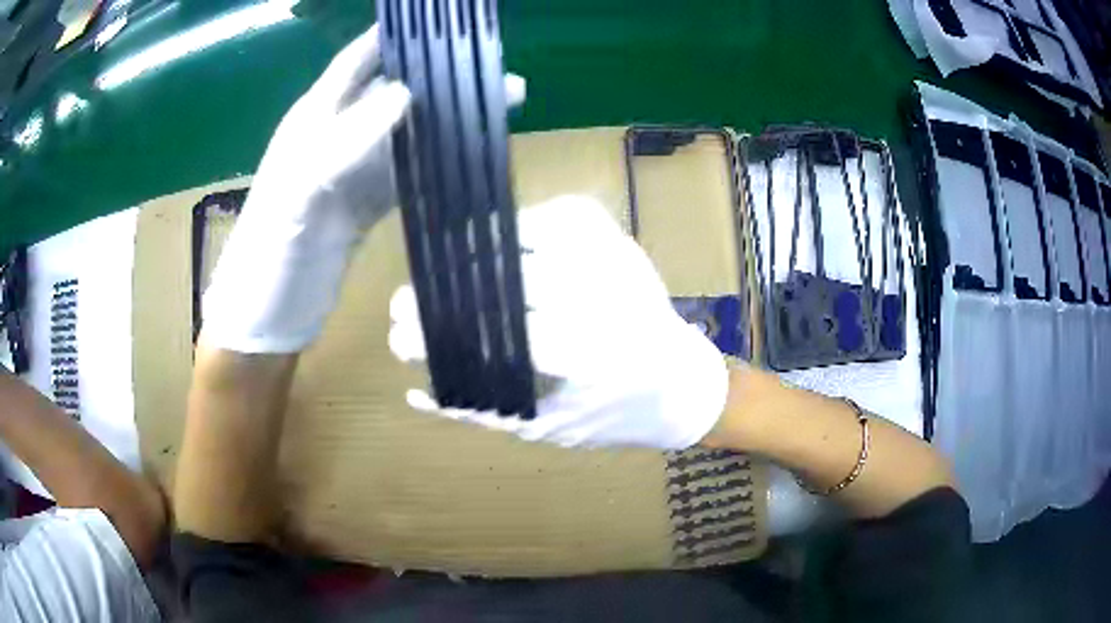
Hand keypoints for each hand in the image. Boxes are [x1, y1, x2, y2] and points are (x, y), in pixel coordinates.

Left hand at [202, 24, 523, 353]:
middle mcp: (336, 135)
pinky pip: (406, 170)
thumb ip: (346, 140)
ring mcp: (353, 170)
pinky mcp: (366, 203)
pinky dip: (436, 160)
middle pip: (393, 92)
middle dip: (438, 79)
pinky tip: (468, 154)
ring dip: (447, 120)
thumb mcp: (298, 191)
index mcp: (313, 120)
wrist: (268, 315)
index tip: (438, 26)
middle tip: (494, 73)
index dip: (392, 39)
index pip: (357, 61)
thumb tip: (406, 92)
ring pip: (406, 131)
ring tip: (499, 107)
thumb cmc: (269, 253)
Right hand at [389, 196, 729, 449]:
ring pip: (532, 233)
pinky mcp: (621, 241)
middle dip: (442, 293)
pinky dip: (522, 225)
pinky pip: (563, 213)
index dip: (437, 335)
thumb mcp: (548, 428)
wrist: (684, 385)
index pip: (495, 335)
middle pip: (504, 281)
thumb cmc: (616, 417)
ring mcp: (618, 259)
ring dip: (475, 253)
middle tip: (404, 303)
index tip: (399, 335)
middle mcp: (606, 299)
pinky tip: (496, 247)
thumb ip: (481, 410)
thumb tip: (417, 392)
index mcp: (592, 357)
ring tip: (444, 275)